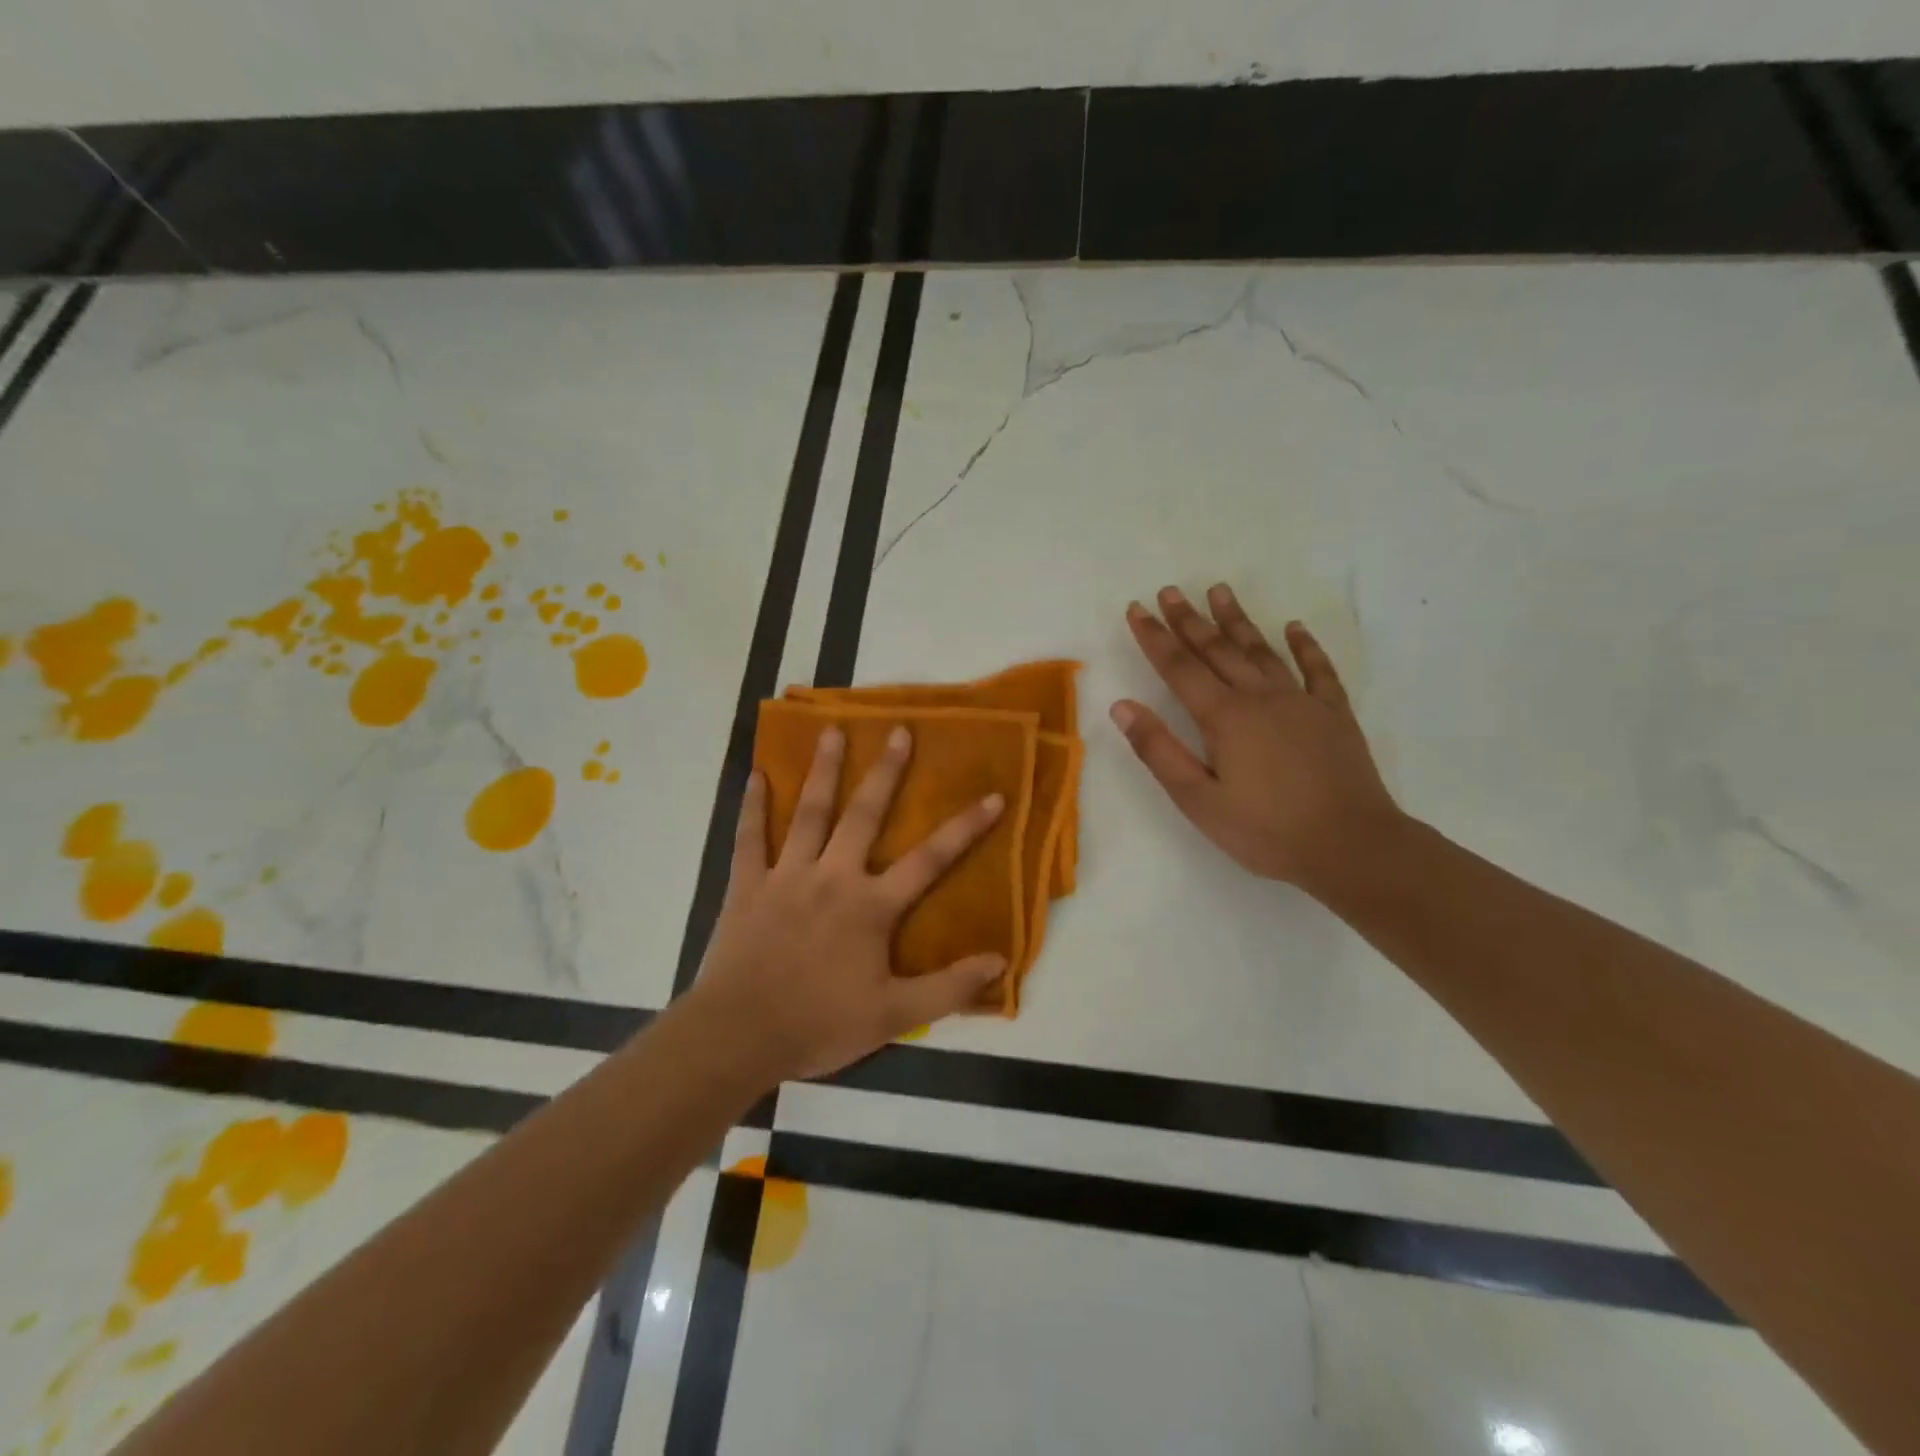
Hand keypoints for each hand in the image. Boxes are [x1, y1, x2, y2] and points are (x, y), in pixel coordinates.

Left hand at [691, 725, 1006, 1082]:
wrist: (740, 1036)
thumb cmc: (820, 1024)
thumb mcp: (894, 1015)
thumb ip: (949, 986)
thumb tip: (999, 961)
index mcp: (871, 906)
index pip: (930, 860)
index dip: (965, 828)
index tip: (993, 796)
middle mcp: (833, 877)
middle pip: (864, 815)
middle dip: (886, 773)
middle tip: (900, 731)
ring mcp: (787, 876)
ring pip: (809, 813)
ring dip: (823, 770)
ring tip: (832, 730)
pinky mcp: (748, 886)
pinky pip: (750, 838)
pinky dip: (753, 806)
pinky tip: (756, 774)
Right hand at [1111, 584, 1402, 894]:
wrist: (1352, 847)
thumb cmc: (1266, 830)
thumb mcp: (1198, 800)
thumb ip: (1158, 750)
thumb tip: (1122, 707)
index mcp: (1224, 717)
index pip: (1179, 667)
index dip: (1155, 637)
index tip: (1136, 608)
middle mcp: (1260, 697)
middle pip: (1218, 649)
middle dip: (1189, 620)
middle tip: (1170, 590)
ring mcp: (1302, 701)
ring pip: (1262, 650)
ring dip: (1237, 620)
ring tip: (1219, 591)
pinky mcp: (1334, 714)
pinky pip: (1317, 669)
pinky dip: (1304, 646)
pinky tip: (1294, 627)